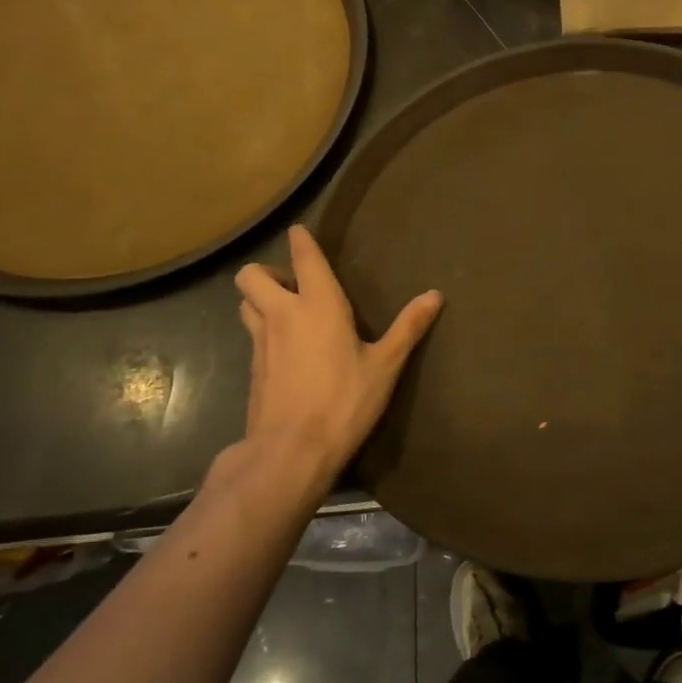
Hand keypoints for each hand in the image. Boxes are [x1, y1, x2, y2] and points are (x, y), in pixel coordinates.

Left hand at [230, 226, 441, 494]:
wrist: (291, 451)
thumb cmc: (344, 401)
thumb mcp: (385, 365)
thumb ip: (408, 327)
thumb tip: (435, 294)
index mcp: (318, 305)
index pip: (303, 259)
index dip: (300, 241)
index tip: (299, 231)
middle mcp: (283, 315)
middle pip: (251, 276)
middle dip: (267, 272)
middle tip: (294, 286)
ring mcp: (261, 342)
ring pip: (246, 304)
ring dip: (260, 299)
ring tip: (288, 312)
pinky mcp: (253, 369)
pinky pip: (252, 334)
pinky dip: (264, 329)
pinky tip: (287, 349)